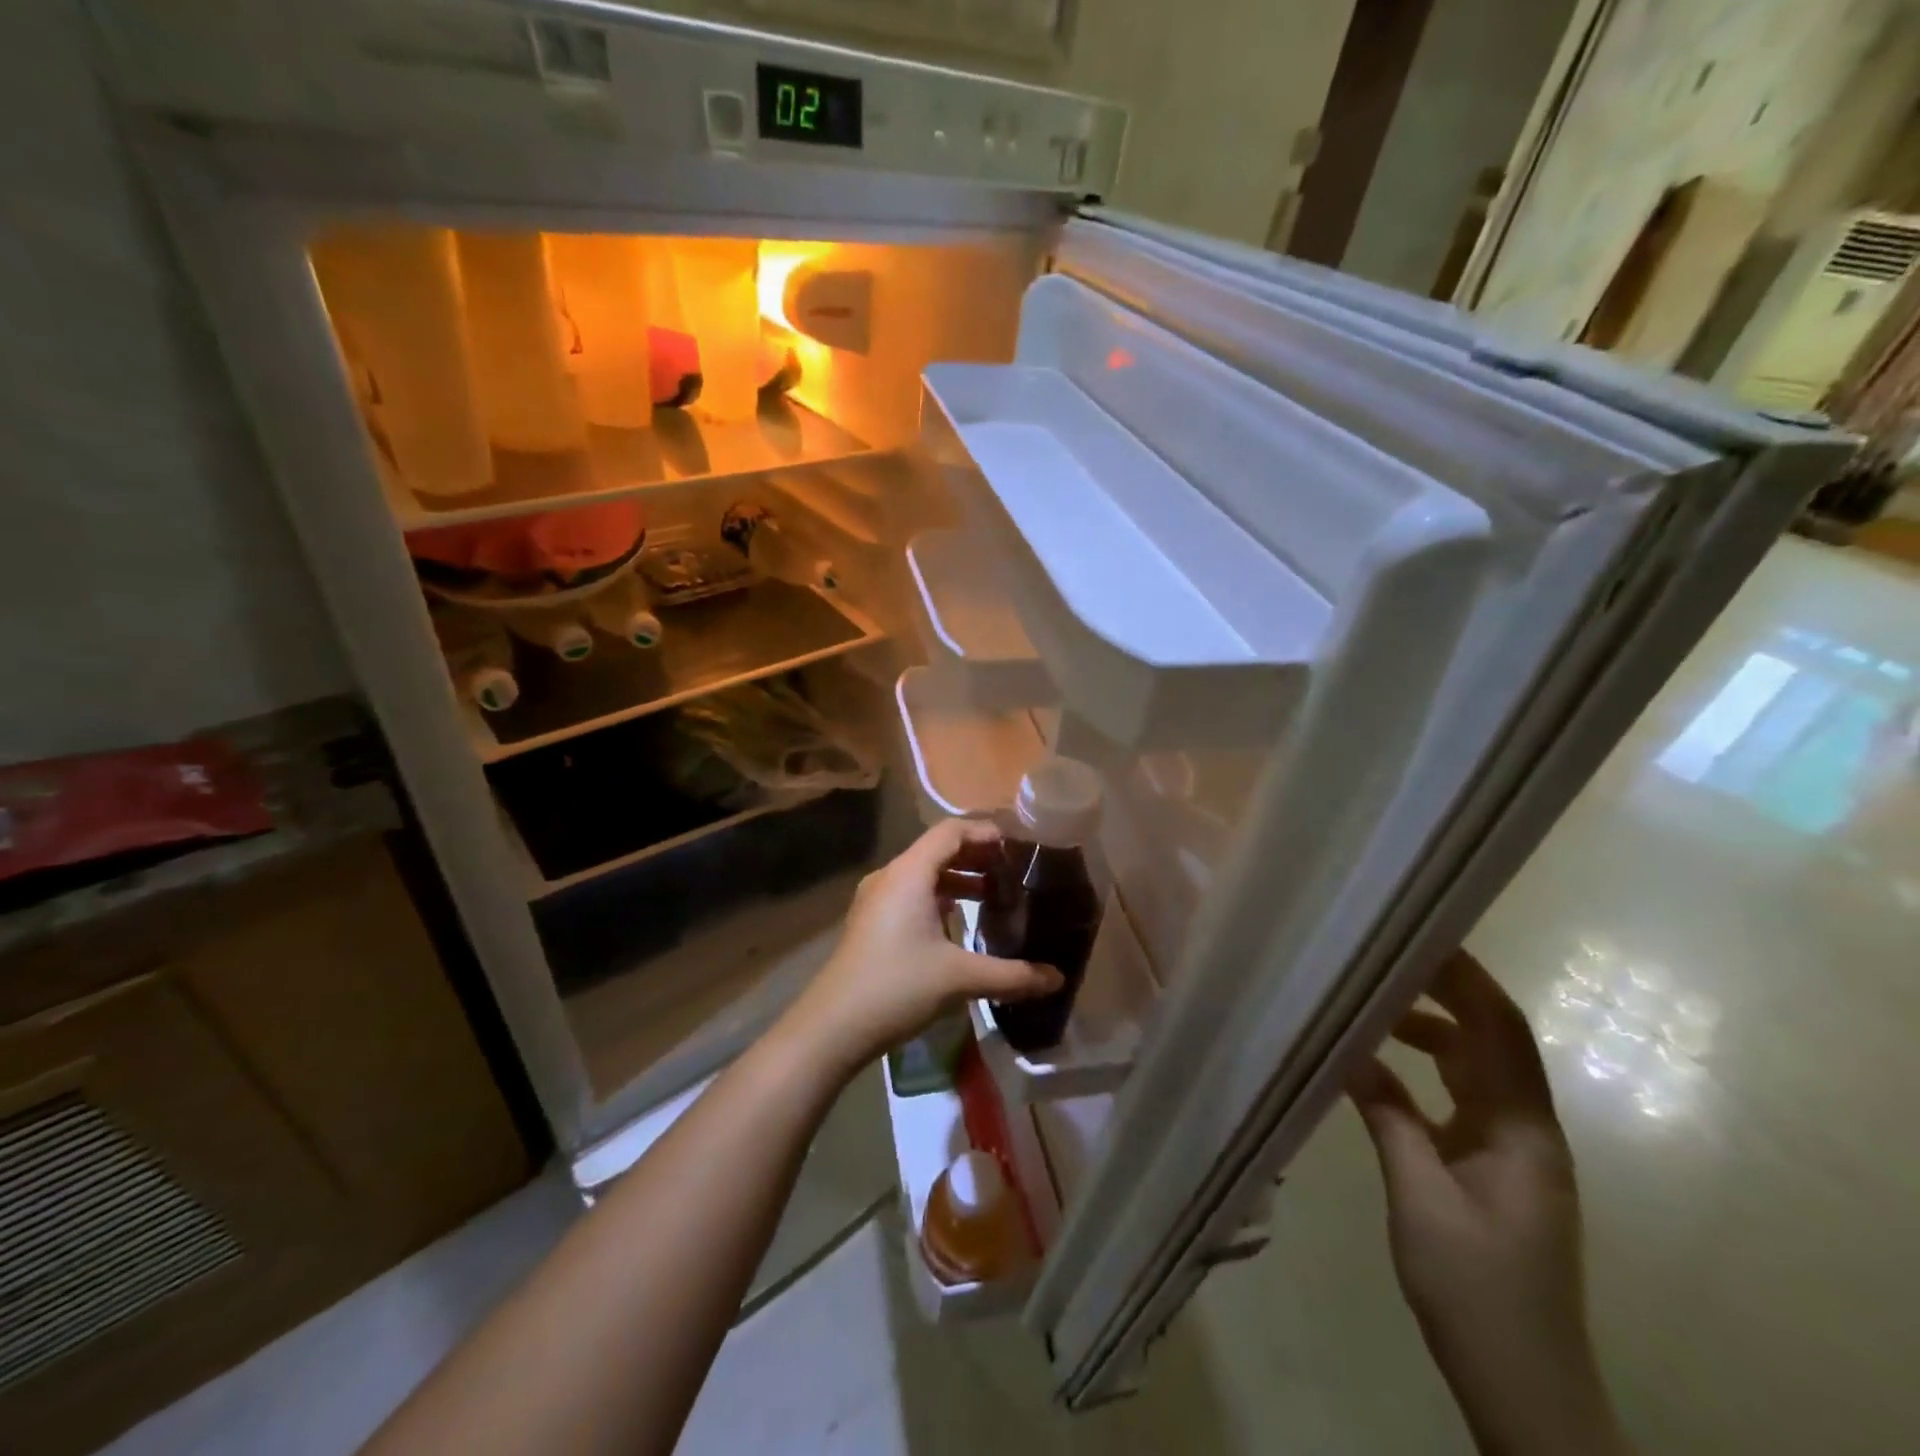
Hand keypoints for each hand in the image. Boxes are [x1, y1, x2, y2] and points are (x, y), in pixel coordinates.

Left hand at [783, 820, 1061, 1076]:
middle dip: (976, 856)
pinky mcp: (871, 921)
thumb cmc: (897, 987)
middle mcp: (890, 876)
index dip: (985, 833)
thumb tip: (1058, 978)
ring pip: (923, 874)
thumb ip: (1012, 975)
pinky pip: (911, 894)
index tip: (1018, 847)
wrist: (832, 1026)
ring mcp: (876, 899)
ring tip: (994, 896)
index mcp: (909, 873)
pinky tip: (959, 923)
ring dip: (958, 879)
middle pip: (937, 849)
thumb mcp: (960, 978)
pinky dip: (939, 897)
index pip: (951, 832)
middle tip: (1014, 871)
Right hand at [1350, 950, 1629, 1455]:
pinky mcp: (1492, 1168)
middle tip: (1385, 956)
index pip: (1502, 1032)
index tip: (1422, 938)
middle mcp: (1526, 1129)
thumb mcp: (1419, 1197)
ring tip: (1374, 1003)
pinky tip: (1378, 1066)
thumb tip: (1349, 1052)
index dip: (1468, 980)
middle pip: (1491, 1040)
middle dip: (1446, 992)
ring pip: (1474, 1067)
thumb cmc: (1475, 1287)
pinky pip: (1457, 1099)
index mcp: (1523, 1130)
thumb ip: (1388, 1117)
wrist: (1523, 1383)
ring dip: (1431, 1030)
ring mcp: (1511, 1149)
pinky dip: (1423, 1073)